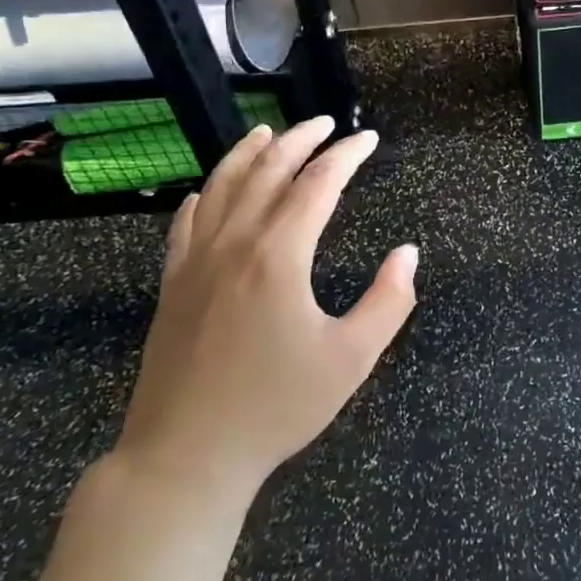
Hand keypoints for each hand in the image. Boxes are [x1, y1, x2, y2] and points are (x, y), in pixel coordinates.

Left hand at [116, 117, 417, 522]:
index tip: (367, 140)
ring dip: (248, 154)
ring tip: (268, 132)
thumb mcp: (351, 359)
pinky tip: (209, 190)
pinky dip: (205, 194)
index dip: (346, 156)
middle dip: (299, 140)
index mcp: (279, 256)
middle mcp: (233, 244)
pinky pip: (186, 222)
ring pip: (221, 187)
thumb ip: (388, 301)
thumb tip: (408, 253)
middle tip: (325, 124)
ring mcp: (195, 262)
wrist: (185, 456)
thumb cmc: (277, 407)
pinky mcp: (172, 285)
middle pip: (267, 172)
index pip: (318, 184)